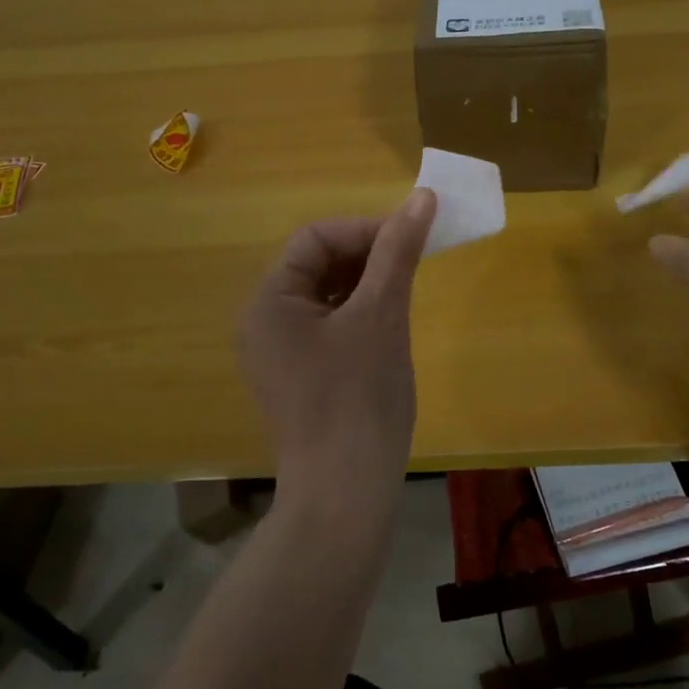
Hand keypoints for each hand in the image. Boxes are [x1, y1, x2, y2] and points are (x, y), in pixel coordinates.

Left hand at [238, 189, 437, 517]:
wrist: (346, 492)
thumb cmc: (359, 397)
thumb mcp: (381, 314)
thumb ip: (398, 251)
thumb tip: (422, 197)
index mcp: (270, 301)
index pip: (315, 239)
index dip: (366, 230)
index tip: (412, 237)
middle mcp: (265, 321)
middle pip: (318, 264)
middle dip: (368, 255)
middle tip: (415, 260)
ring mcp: (281, 352)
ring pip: (327, 294)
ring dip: (368, 282)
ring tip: (408, 288)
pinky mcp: (301, 375)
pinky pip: (330, 325)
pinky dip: (361, 313)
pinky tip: (391, 322)